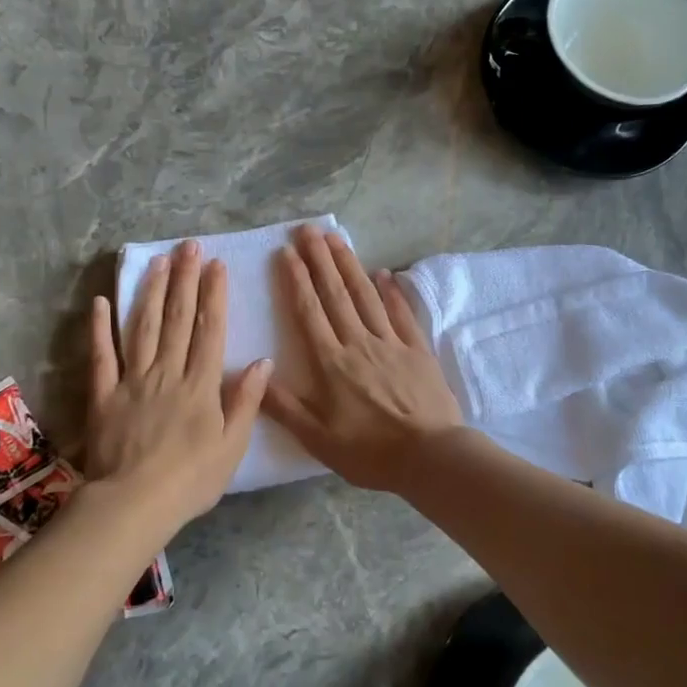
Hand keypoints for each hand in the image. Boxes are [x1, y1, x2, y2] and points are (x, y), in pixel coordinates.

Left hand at [86, 240, 271, 532]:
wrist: (134, 503)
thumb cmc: (191, 479)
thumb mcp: (232, 446)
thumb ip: (246, 401)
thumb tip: (263, 361)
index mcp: (201, 384)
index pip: (209, 330)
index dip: (213, 295)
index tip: (216, 265)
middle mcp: (168, 372)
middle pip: (177, 319)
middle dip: (184, 279)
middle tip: (187, 246)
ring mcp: (132, 380)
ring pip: (142, 327)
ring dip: (150, 291)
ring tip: (157, 261)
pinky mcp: (103, 394)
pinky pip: (101, 356)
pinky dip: (100, 328)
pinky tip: (100, 302)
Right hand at [264, 226, 462, 491]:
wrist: (431, 457)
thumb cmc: (371, 452)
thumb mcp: (318, 439)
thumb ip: (285, 407)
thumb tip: (255, 374)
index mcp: (332, 363)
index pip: (309, 312)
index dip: (296, 280)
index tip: (287, 252)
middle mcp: (359, 343)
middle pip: (336, 294)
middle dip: (320, 259)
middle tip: (308, 229)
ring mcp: (391, 343)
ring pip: (366, 296)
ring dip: (350, 265)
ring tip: (336, 239)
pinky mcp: (417, 350)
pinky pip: (401, 314)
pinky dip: (392, 292)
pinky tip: (384, 273)